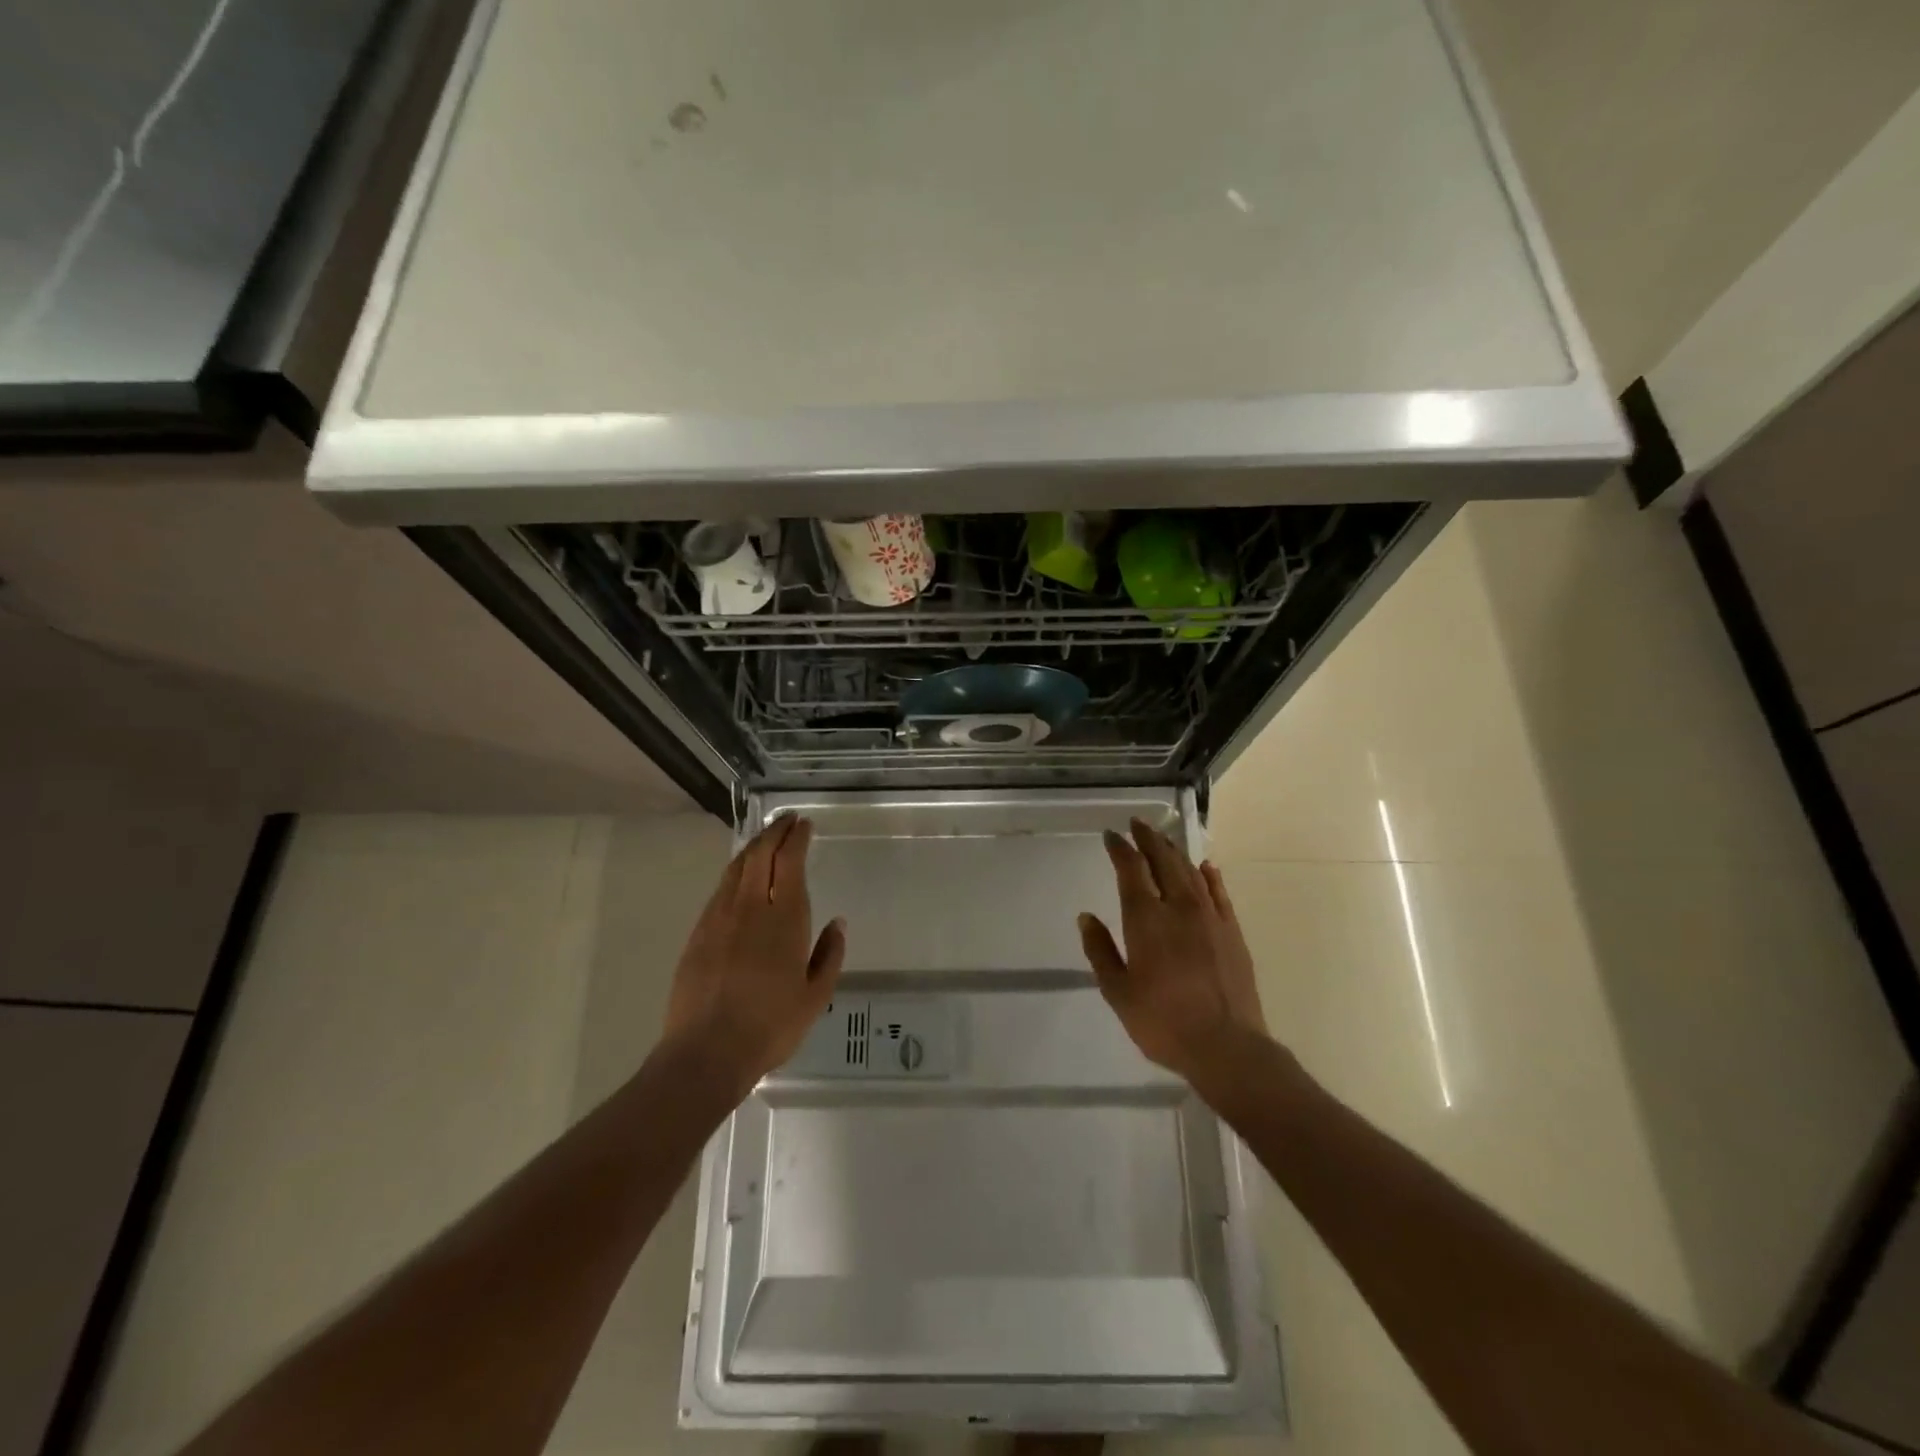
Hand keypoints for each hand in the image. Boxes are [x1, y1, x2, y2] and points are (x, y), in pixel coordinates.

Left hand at [664, 815, 844, 1094]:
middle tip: (786, 820)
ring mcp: (719, 917)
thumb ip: (829, 954)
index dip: (797, 838)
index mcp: (785, 918)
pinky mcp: (698, 933)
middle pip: (760, 854)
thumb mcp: (816, 996)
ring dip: (753, 847)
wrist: (707, 1051)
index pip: (790, 861)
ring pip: (736, 868)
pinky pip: (720, 889)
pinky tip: (740, 878)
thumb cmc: (771, 1025)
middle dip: (775, 831)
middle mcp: (750, 907)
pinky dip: (735, 872)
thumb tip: (837, 923)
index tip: (805, 825)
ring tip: (765, 839)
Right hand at [1078, 818, 1269, 1085]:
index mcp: (1147, 920)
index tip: (1111, 835)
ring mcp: (1210, 918)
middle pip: (1163, 861)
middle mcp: (1179, 908)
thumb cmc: (1163, 1023)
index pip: (1131, 870)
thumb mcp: (1118, 992)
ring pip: (1190, 872)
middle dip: (1148, 839)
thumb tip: (1086, 917)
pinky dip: (1209, 876)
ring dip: (1174, 851)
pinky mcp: (1232, 932)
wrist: (1227, 1047)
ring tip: (1163, 839)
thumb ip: (1100, 951)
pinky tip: (1205, 867)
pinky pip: (1219, 893)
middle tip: (1137, 824)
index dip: (1120, 849)